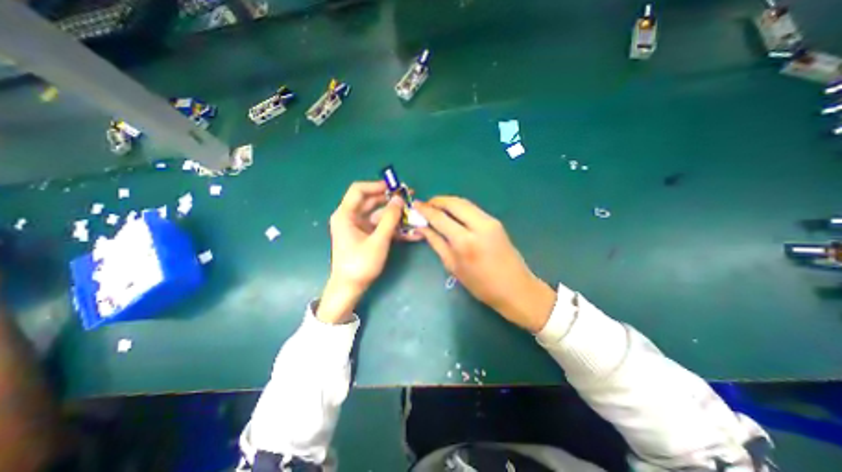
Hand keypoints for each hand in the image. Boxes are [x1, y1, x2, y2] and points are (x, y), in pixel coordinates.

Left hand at [318, 180, 406, 323]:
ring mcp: (359, 227)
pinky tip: (411, 232)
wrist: (350, 288)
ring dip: (396, 215)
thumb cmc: (360, 264)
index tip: (395, 187)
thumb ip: (390, 219)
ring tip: (414, 214)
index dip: (377, 185)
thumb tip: (399, 198)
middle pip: (371, 201)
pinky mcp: (367, 236)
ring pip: (379, 214)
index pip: (359, 190)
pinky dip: (394, 228)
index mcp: (346, 214)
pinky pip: (381, 227)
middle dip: (391, 200)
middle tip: (409, 198)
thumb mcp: (378, 240)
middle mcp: (351, 217)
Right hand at [415, 195, 556, 332]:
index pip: (440, 218)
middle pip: (454, 203)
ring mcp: (490, 221)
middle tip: (425, 205)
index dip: (426, 210)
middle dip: (437, 201)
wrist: (516, 288)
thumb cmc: (481, 285)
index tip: (415, 205)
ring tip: (435, 207)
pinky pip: (473, 209)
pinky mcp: (496, 222)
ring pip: (464, 203)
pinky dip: (459, 207)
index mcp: (464, 241)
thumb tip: (422, 228)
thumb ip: (436, 243)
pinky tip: (451, 214)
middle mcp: (478, 225)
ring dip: (448, 202)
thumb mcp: (453, 266)